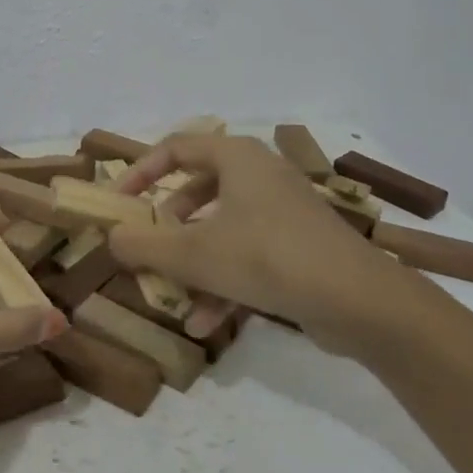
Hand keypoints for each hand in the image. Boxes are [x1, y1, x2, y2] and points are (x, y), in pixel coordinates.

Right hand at [109, 134, 408, 357]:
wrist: (361, 302)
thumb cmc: (267, 257)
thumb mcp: (192, 254)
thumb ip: (144, 244)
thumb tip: (111, 237)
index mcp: (236, 158)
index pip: (176, 147)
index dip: (141, 172)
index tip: (119, 202)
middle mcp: (260, 176)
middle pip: (197, 190)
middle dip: (167, 226)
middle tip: (146, 246)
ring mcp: (282, 213)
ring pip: (221, 230)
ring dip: (192, 264)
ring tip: (170, 297)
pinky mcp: (298, 248)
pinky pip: (248, 256)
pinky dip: (223, 283)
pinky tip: (204, 325)